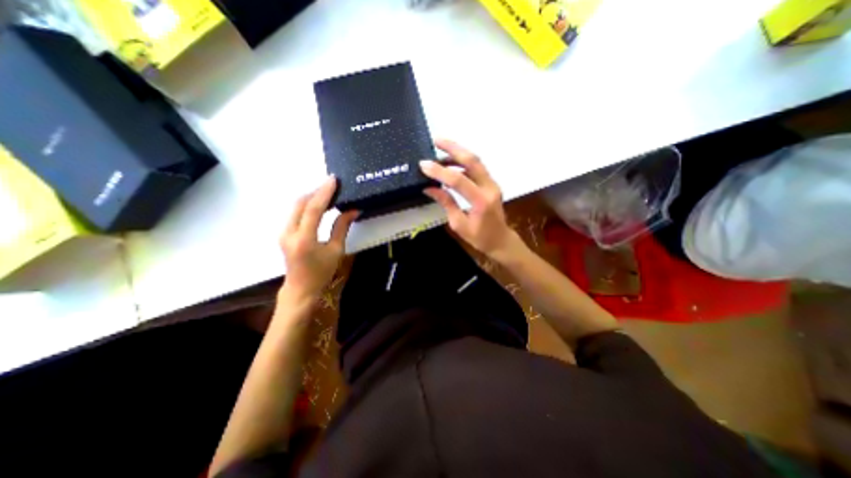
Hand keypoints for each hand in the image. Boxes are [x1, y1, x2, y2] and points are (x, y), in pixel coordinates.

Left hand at [282, 176, 356, 302]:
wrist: (301, 289)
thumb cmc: (322, 272)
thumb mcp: (336, 250)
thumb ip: (342, 227)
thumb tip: (352, 210)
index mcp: (304, 238)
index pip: (314, 208)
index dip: (324, 193)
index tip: (333, 180)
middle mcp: (289, 232)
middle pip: (300, 203)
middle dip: (316, 192)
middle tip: (332, 186)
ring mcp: (283, 232)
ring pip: (296, 207)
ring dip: (311, 198)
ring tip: (327, 193)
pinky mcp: (284, 234)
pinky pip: (295, 213)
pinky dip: (306, 206)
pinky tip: (318, 205)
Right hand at [418, 139, 518, 260]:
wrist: (500, 241)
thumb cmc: (479, 238)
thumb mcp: (459, 224)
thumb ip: (446, 203)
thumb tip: (429, 188)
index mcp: (481, 201)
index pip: (458, 180)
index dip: (440, 172)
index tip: (423, 165)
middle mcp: (490, 188)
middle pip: (472, 161)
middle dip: (453, 148)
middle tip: (436, 140)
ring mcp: (493, 184)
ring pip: (476, 161)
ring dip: (458, 153)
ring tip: (439, 150)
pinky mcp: (491, 184)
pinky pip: (477, 168)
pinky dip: (463, 163)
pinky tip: (450, 163)